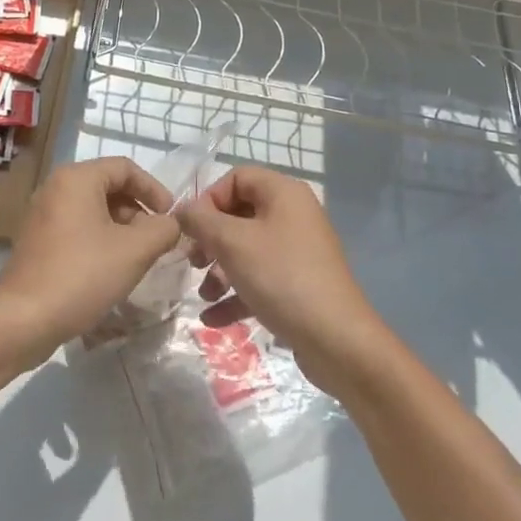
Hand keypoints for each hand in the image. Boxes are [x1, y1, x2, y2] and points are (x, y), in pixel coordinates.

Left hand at [0, 156, 180, 365]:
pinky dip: (99, 239)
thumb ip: (162, 230)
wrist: (23, 319)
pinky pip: (77, 227)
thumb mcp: (134, 251)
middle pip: (108, 186)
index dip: (154, 189)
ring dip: (120, 228)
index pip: (125, 168)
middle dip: (138, 211)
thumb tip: (171, 224)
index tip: (171, 218)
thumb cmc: (82, 275)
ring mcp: (42, 213)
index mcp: (77, 178)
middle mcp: (56, 187)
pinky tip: (110, 269)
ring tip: (137, 258)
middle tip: (156, 241)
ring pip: (93, 209)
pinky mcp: (37, 239)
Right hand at [175, 167, 389, 394]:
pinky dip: (236, 294)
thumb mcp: (233, 243)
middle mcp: (293, 215)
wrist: (337, 341)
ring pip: (247, 250)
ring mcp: (298, 252)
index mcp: (283, 193)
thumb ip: (201, 221)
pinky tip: (213, 318)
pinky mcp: (299, 285)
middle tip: (193, 261)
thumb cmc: (281, 277)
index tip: (190, 228)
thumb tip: (182, 210)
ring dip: (220, 271)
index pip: (236, 178)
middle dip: (211, 240)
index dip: (209, 199)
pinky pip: (260, 279)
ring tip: (203, 294)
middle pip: (240, 215)